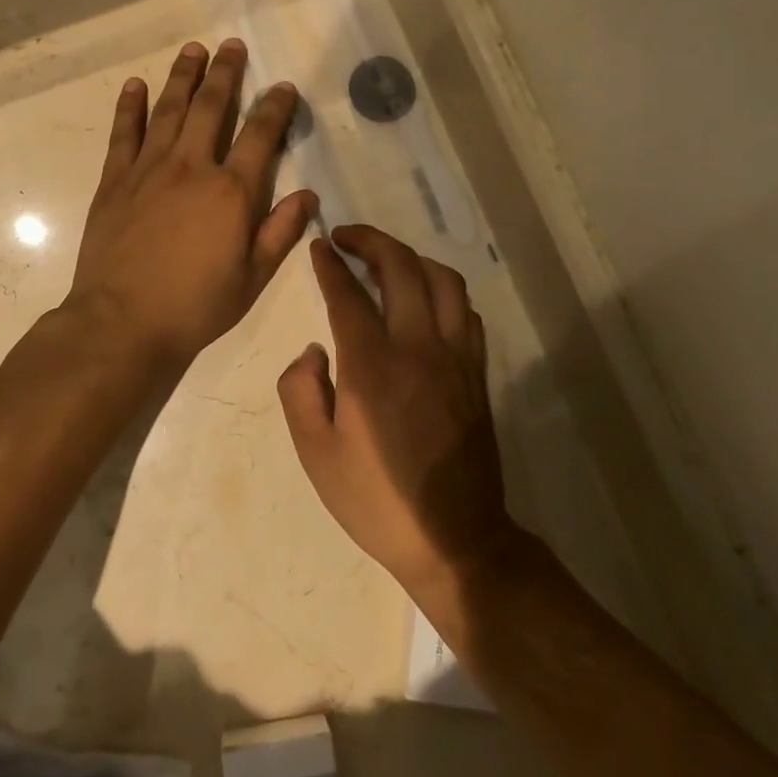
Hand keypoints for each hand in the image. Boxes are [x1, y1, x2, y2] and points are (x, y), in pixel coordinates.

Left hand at [67, 40, 317, 369]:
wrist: (123, 322)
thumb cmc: (196, 306)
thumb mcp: (252, 278)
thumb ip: (281, 232)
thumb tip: (309, 195)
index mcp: (231, 191)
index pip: (260, 135)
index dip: (275, 107)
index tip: (283, 86)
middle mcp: (192, 167)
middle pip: (211, 107)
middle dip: (226, 73)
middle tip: (233, 45)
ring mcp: (149, 169)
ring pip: (169, 110)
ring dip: (182, 77)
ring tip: (193, 49)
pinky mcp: (114, 181)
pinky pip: (123, 134)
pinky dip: (130, 107)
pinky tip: (135, 85)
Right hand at [278, 226, 521, 599]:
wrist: (454, 539)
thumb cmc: (376, 499)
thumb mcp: (316, 454)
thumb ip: (300, 392)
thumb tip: (314, 351)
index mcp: (372, 366)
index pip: (348, 294)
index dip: (330, 265)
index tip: (319, 246)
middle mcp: (418, 348)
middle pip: (401, 268)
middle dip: (371, 241)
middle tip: (346, 237)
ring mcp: (455, 358)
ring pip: (443, 281)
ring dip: (411, 258)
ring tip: (385, 262)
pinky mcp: (476, 373)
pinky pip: (466, 312)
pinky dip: (442, 291)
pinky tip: (425, 301)